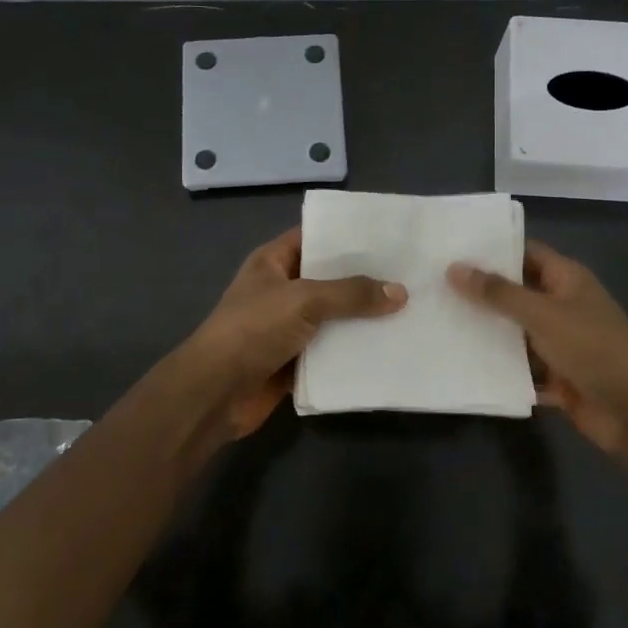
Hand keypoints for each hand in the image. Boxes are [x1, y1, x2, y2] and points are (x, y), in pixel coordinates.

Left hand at [182, 228, 404, 442]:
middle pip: (329, 279)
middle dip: (365, 278)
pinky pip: (332, 350)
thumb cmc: (253, 329)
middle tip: (410, 273)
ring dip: (364, 317)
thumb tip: (400, 292)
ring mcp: (288, 327)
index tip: (387, 236)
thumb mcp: (303, 300)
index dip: (346, 235)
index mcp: (273, 262)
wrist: (216, 392)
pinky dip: (355, 350)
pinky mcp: (296, 361)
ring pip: (334, 317)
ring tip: (411, 308)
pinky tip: (390, 346)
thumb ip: (351, 294)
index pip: (314, 237)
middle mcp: (282, 290)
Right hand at [448, 241, 627, 470]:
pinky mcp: (556, 378)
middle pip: (516, 294)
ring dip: (486, 334)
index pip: (525, 253)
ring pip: (515, 334)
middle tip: (432, 288)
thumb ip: (498, 293)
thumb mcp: (542, 314)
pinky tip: (461, 366)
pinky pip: (521, 369)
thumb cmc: (593, 348)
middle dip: (480, 294)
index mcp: (567, 280)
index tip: (450, 249)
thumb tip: (454, 268)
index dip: (492, 250)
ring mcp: (560, 344)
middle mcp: (563, 306)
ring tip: (436, 325)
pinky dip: (499, 369)